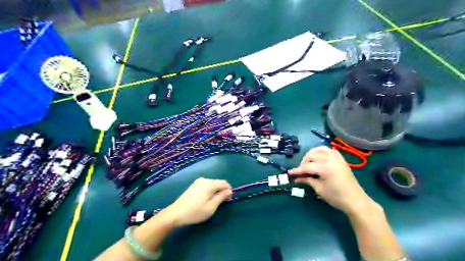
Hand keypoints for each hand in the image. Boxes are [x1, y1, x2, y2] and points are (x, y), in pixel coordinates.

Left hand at [162, 177, 231, 225]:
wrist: (175, 214)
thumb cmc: (195, 212)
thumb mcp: (211, 207)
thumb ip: (221, 197)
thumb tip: (229, 191)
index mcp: (209, 183)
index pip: (224, 183)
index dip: (229, 190)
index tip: (227, 200)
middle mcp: (204, 180)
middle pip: (218, 182)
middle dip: (222, 191)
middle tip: (220, 203)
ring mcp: (198, 182)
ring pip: (212, 184)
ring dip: (215, 191)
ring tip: (212, 202)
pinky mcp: (193, 185)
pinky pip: (206, 185)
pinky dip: (209, 191)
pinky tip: (205, 200)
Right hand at [289, 147, 376, 215]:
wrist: (355, 200)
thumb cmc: (336, 197)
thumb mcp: (319, 189)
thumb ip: (307, 180)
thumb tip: (296, 178)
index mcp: (324, 167)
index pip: (306, 167)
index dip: (297, 170)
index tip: (289, 173)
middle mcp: (330, 159)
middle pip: (312, 156)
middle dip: (304, 162)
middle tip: (301, 171)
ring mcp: (336, 158)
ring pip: (320, 149)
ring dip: (312, 154)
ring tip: (309, 162)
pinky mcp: (341, 159)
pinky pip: (329, 150)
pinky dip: (322, 152)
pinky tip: (319, 158)